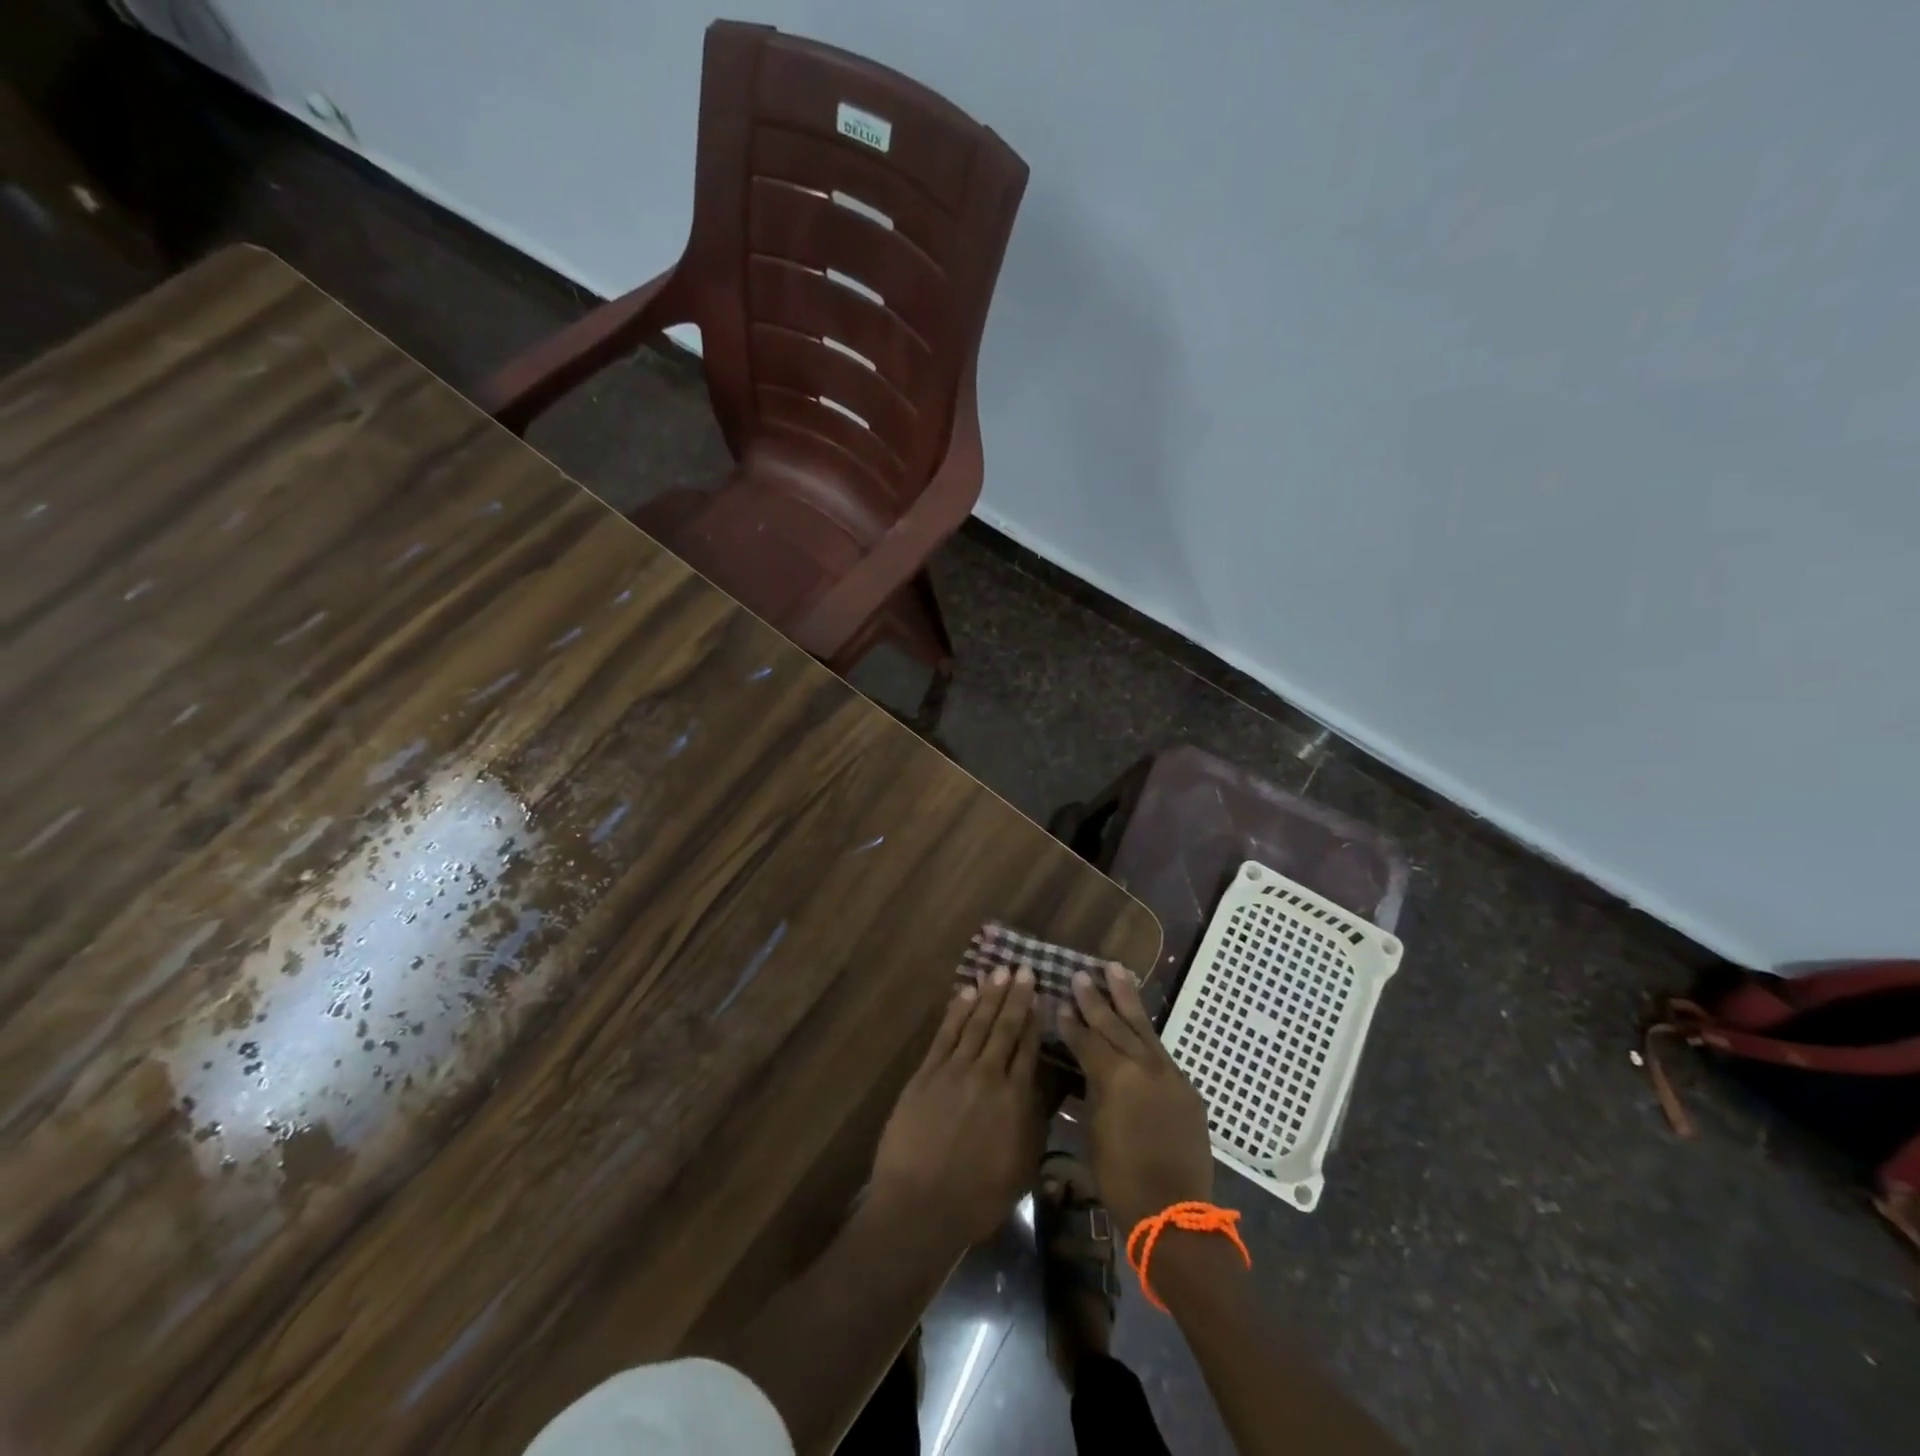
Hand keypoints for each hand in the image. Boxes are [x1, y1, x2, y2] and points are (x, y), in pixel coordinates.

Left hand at [869, 966, 1043, 1248]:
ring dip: (989, 995)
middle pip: (1004, 1027)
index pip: (1028, 1048)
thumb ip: (1032, 1123)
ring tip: (999, 972)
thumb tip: (1041, 1088)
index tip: (1040, 995)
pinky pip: (946, 1033)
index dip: (1034, 1019)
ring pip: (976, 1023)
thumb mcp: (1021, 1167)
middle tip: (1023, 969)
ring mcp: (954, 1071)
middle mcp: (987, 1076)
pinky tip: (966, 993)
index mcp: (1014, 1099)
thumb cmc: (976, 1198)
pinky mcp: (926, 1073)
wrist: (920, 1206)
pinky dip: (957, 1010)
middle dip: (1015, 996)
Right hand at [1058, 962, 1213, 1231]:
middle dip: (1095, 999)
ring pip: (1143, 1027)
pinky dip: (1145, 1033)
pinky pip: (1160, 1051)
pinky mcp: (1186, 1087)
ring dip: (1127, 998)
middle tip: (1080, 974)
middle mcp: (1143, 1067)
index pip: (1087, 1041)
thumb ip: (1092, 1092)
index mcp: (1115, 1078)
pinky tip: (1138, 1021)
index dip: (1071, 1023)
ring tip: (1115, 969)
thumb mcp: (1094, 1132)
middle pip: (1115, 1024)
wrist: (1175, 1212)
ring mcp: (1169, 1074)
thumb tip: (1087, 1070)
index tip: (1059, 1002)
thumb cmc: (1121, 1179)